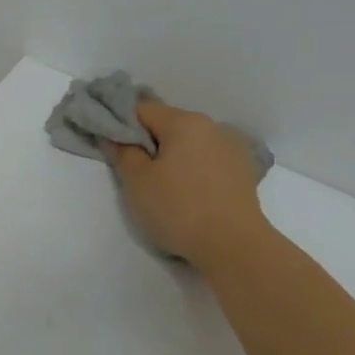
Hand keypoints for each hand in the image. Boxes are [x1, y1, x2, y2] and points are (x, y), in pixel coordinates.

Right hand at [110, 98, 269, 265]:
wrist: (233, 245)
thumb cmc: (178, 209)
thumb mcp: (137, 182)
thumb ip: (122, 152)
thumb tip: (113, 136)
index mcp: (184, 122)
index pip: (142, 109)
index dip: (121, 124)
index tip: (111, 147)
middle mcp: (212, 126)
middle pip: (168, 124)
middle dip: (148, 142)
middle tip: (134, 172)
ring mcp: (232, 147)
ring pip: (190, 143)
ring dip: (173, 156)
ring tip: (163, 186)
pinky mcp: (243, 170)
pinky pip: (208, 159)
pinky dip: (194, 168)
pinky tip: (190, 193)